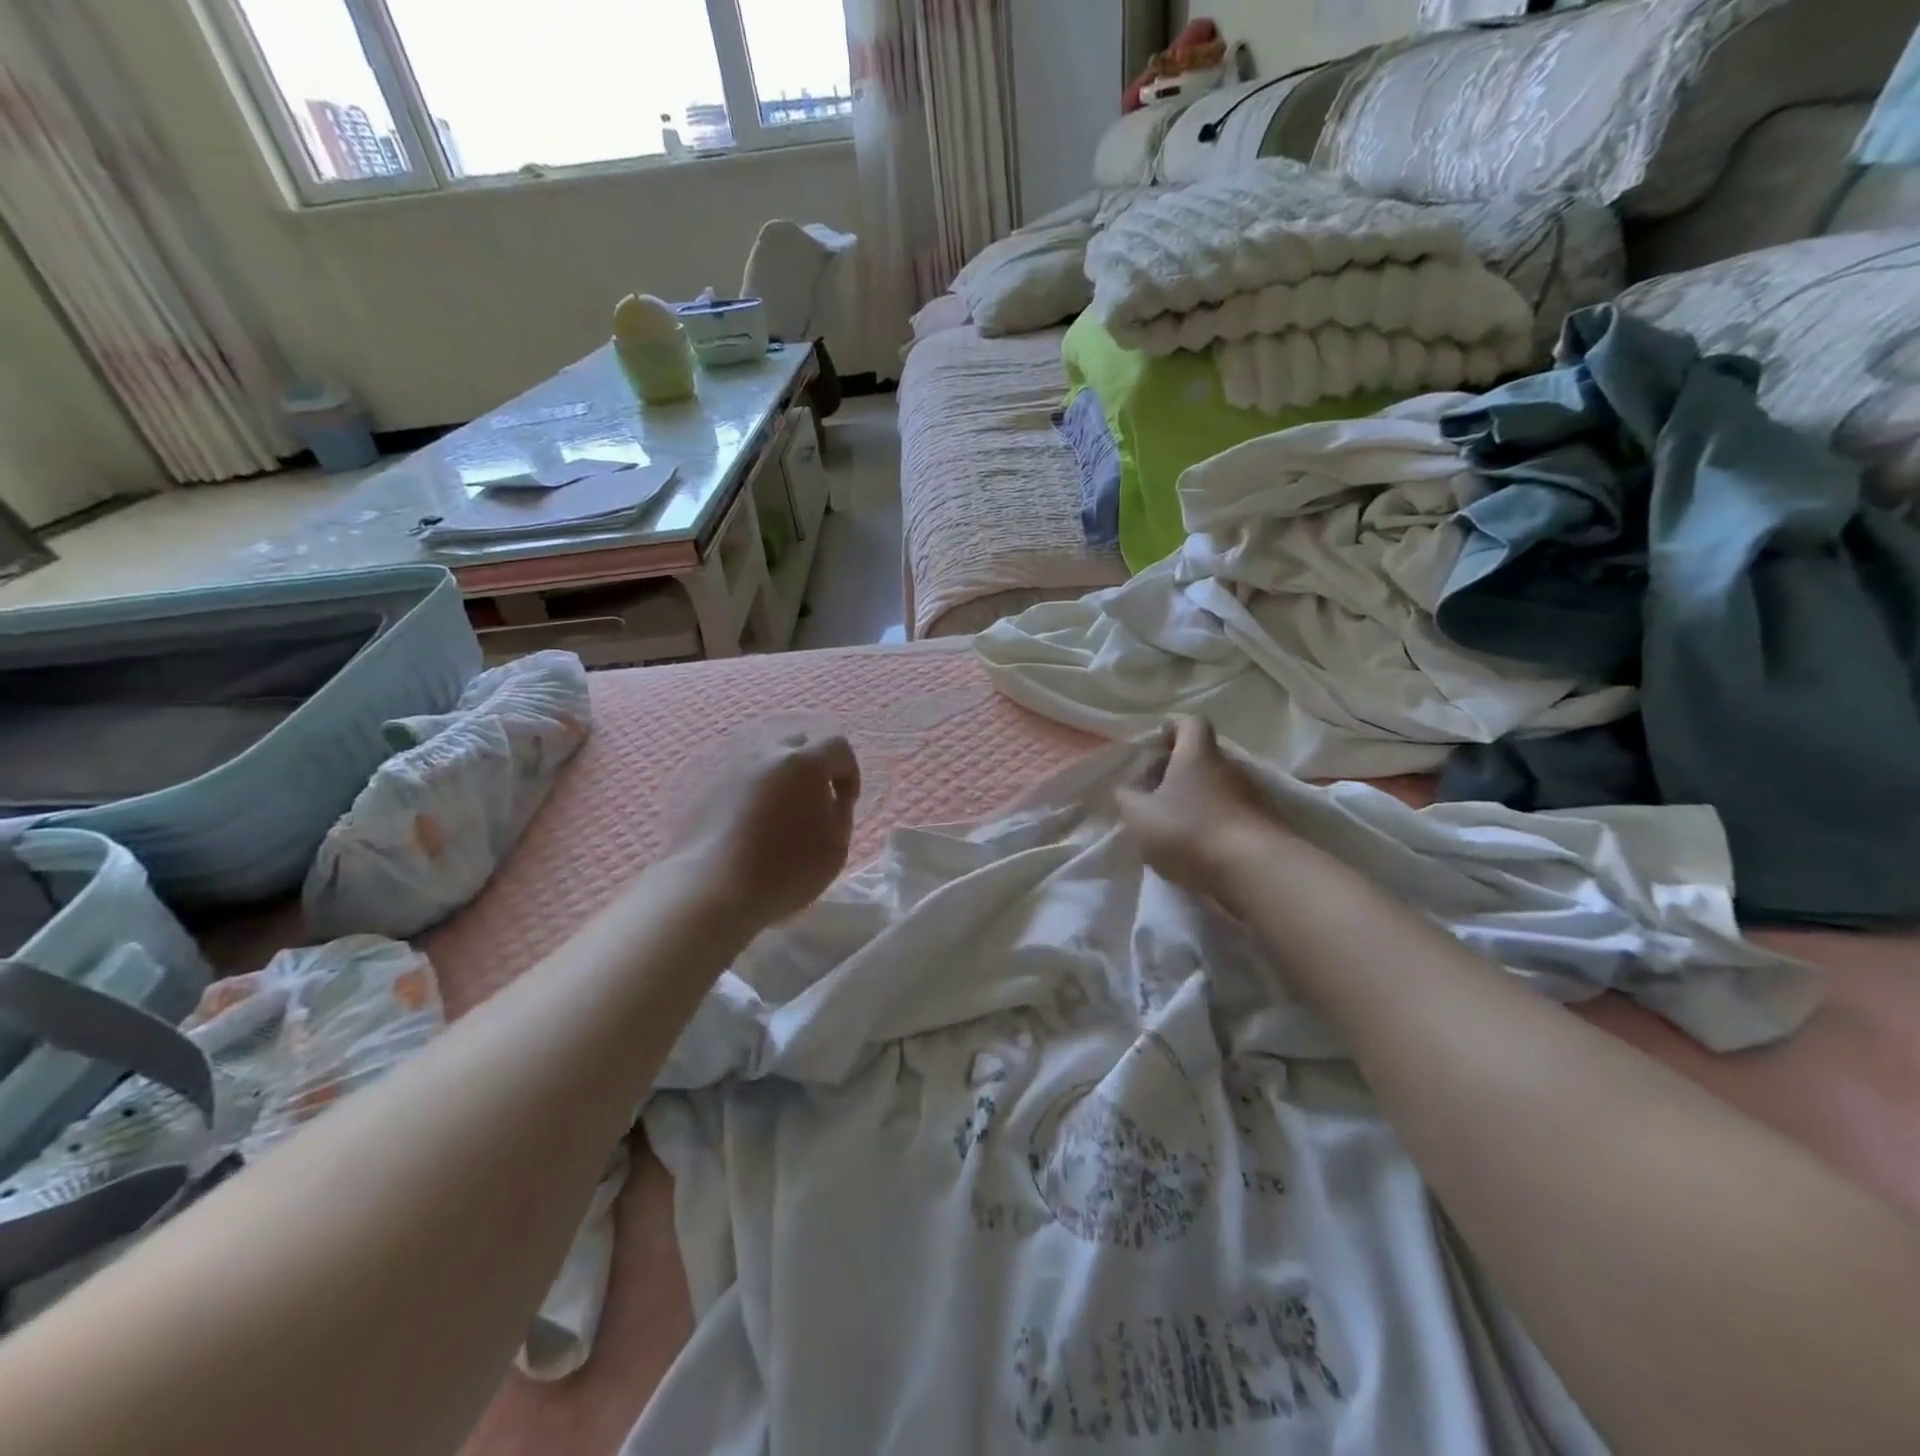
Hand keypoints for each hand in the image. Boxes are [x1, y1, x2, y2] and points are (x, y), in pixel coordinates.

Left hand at [666, 731, 861, 926]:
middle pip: (798, 744)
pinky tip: (751, 830)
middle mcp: (767, 755)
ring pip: (766, 762)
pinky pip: (741, 783)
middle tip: (814, 803)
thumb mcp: (836, 846)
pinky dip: (754, 796)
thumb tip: (830, 797)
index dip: (849, 772)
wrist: (712, 890)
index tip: (845, 803)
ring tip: (781, 818)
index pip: (838, 746)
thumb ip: (840, 812)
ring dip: (781, 781)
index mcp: (805, 763)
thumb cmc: (786, 869)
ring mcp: (732, 770)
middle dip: (814, 767)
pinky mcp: (707, 791)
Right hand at [1116, 717, 1284, 912]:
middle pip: (1203, 757)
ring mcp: (1252, 795)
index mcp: (1197, 754)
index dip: (1173, 731)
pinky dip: (1216, 823)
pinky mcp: (1265, 823)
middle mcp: (1229, 766)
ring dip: (1198, 800)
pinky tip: (1200, 848)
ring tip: (1176, 827)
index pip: (1191, 723)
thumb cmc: (1189, 830)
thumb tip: (1129, 789)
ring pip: (1218, 787)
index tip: (1156, 750)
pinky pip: (1233, 813)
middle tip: (1156, 795)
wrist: (1253, 870)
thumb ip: (1127, 797)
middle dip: (1179, 772)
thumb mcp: (1139, 815)